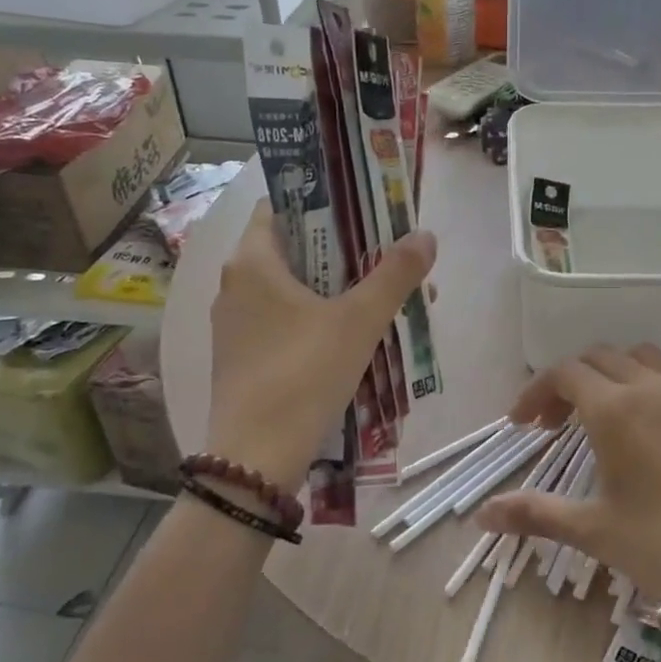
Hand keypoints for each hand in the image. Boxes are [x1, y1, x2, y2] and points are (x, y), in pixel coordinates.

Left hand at [201, 201, 435, 487]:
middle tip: (386, 256)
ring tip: (381, 298)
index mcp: (252, 262)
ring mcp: (235, 325)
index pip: (280, 206)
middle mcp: (235, 286)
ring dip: (334, 287)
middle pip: (293, 248)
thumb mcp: (359, 320)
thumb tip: (425, 235)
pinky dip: (317, 317)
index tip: (361, 209)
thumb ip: (394, 274)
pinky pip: (283, 320)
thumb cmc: (304, 374)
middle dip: (342, 250)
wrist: (256, 460)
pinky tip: (352, 336)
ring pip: (291, 288)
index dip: (321, 201)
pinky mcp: (242, 357)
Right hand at [477, 345, 660, 661]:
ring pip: (643, 358)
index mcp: (614, 408)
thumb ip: (535, 513)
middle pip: (599, 358)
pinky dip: (659, 386)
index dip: (536, 392)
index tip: (522, 425)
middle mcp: (653, 386)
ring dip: (615, 375)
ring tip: (608, 415)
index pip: (563, 374)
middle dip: (569, 383)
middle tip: (556, 425)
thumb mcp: (595, 531)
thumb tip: (482, 516)